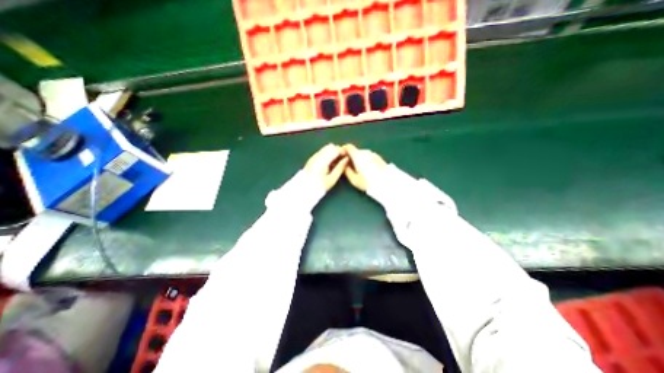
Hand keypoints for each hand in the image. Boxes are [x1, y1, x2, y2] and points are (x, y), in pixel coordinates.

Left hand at [304, 143, 347, 189]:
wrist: (304, 190)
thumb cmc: (320, 186)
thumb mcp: (332, 179)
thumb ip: (340, 168)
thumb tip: (346, 159)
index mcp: (323, 160)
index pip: (335, 149)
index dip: (343, 151)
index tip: (347, 157)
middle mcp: (317, 156)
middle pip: (330, 147)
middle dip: (338, 151)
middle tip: (342, 159)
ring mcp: (314, 156)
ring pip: (326, 148)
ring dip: (332, 152)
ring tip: (336, 162)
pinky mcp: (311, 159)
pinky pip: (321, 152)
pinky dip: (327, 154)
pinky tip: (329, 163)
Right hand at [343, 142, 389, 192]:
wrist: (387, 183)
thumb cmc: (368, 182)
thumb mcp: (354, 179)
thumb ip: (346, 170)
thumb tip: (343, 164)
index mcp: (358, 155)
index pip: (348, 146)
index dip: (343, 150)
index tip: (341, 156)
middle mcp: (365, 152)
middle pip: (355, 151)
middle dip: (351, 156)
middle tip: (348, 166)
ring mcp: (373, 154)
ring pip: (362, 154)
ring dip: (359, 159)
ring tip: (358, 169)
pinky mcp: (379, 158)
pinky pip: (369, 157)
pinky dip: (365, 160)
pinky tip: (367, 170)